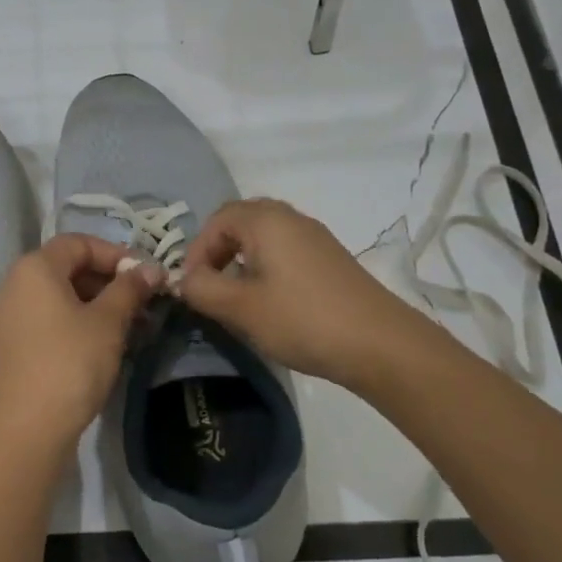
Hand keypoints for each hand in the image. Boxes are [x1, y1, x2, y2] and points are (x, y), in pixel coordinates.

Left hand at [0, 234, 163, 460]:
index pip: (78, 243)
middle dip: (109, 281)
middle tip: (144, 304)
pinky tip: (104, 346)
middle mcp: (14, 285)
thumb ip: (129, 289)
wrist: (25, 431)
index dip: (116, 253)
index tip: (146, 276)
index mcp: (34, 268)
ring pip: (60, 297)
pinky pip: (48, 320)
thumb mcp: (107, 323)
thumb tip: (151, 269)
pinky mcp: (10, 346)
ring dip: (98, 305)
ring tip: (132, 327)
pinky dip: (77, 324)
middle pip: (67, 268)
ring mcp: (8, 317)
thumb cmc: (70, 364)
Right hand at [177, 198, 422, 392]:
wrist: (379, 343)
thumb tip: (183, 280)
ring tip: (237, 300)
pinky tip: (270, 305)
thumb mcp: (240, 307)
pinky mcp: (330, 261)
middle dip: (218, 253)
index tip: (193, 286)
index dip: (197, 250)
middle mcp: (291, 218)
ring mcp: (315, 238)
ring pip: (265, 239)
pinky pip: (286, 253)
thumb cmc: (301, 319)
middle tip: (210, 289)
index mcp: (267, 220)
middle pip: (241, 223)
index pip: (217, 219)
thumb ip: (202, 288)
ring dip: (242, 263)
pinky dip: (267, 270)